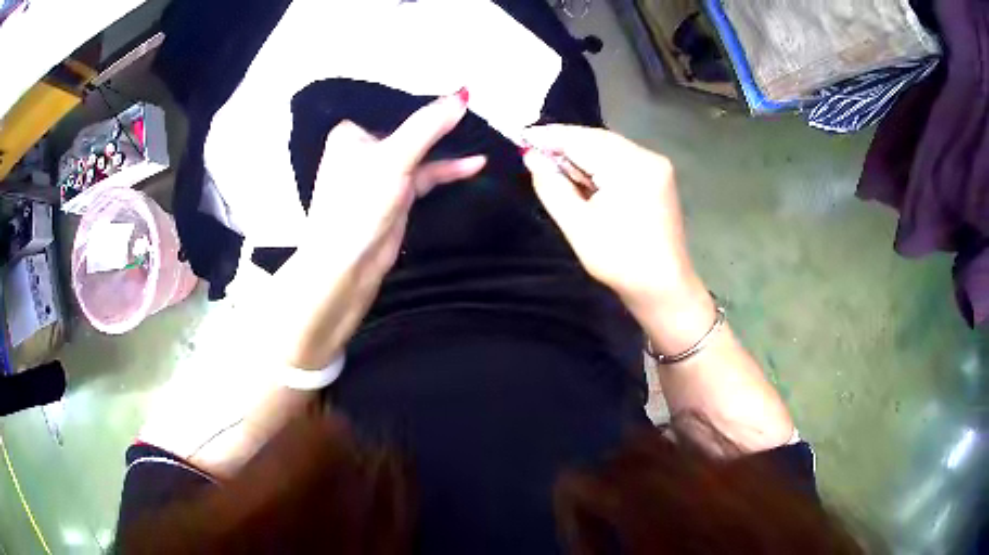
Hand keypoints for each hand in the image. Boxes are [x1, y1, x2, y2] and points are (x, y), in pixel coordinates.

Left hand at [277, 93, 485, 369]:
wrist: (347, 265)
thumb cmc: (359, 203)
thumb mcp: (395, 157)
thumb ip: (428, 126)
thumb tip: (462, 95)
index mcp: (352, 133)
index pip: (394, 108)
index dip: (425, 101)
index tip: (461, 94)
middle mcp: (365, 149)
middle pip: (410, 129)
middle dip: (441, 124)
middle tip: (477, 112)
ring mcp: (382, 173)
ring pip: (420, 153)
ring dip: (447, 148)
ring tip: (482, 136)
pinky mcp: (396, 195)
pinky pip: (426, 175)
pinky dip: (447, 170)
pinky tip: (474, 165)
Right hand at [521, 125, 699, 313]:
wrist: (664, 288)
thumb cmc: (619, 261)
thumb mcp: (578, 225)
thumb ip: (551, 186)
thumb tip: (531, 157)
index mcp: (631, 167)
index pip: (583, 139)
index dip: (551, 136)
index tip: (522, 137)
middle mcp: (648, 157)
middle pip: (598, 139)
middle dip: (566, 144)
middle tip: (534, 152)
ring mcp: (657, 166)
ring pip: (610, 148)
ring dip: (582, 154)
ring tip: (555, 166)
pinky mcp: (659, 177)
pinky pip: (622, 159)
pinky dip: (600, 164)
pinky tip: (584, 176)